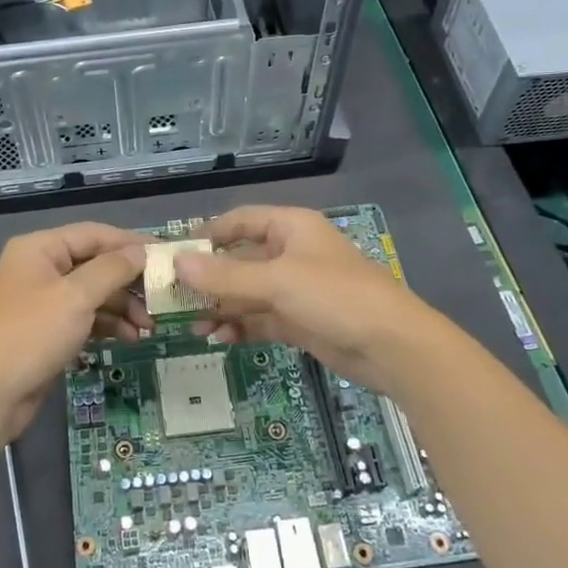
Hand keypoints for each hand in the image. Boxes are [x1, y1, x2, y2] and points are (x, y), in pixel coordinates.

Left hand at [0, 222, 149, 441]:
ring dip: (122, 307)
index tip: (167, 254)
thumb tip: (140, 252)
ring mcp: (41, 302)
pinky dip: (106, 325)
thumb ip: (112, 270)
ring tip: (149, 326)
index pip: (94, 234)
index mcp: (40, 249)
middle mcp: (40, 269)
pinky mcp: (45, 332)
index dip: (131, 243)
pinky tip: (129, 338)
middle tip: (162, 297)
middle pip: (95, 264)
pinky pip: (84, 318)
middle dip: (129, 282)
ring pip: (92, 294)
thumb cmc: (31, 335)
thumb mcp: (76, 297)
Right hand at [175, 205, 446, 394]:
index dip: (207, 235)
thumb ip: (225, 275)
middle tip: (174, 300)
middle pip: (239, 260)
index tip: (174, 256)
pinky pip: (259, 318)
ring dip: (221, 308)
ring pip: (247, 293)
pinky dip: (239, 327)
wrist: (392, 346)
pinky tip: (220, 339)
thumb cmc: (335, 297)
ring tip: (194, 327)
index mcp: (290, 228)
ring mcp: (295, 289)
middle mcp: (290, 253)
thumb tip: (177, 263)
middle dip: (209, 280)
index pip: (240, 221)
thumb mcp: (277, 282)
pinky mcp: (299, 320)